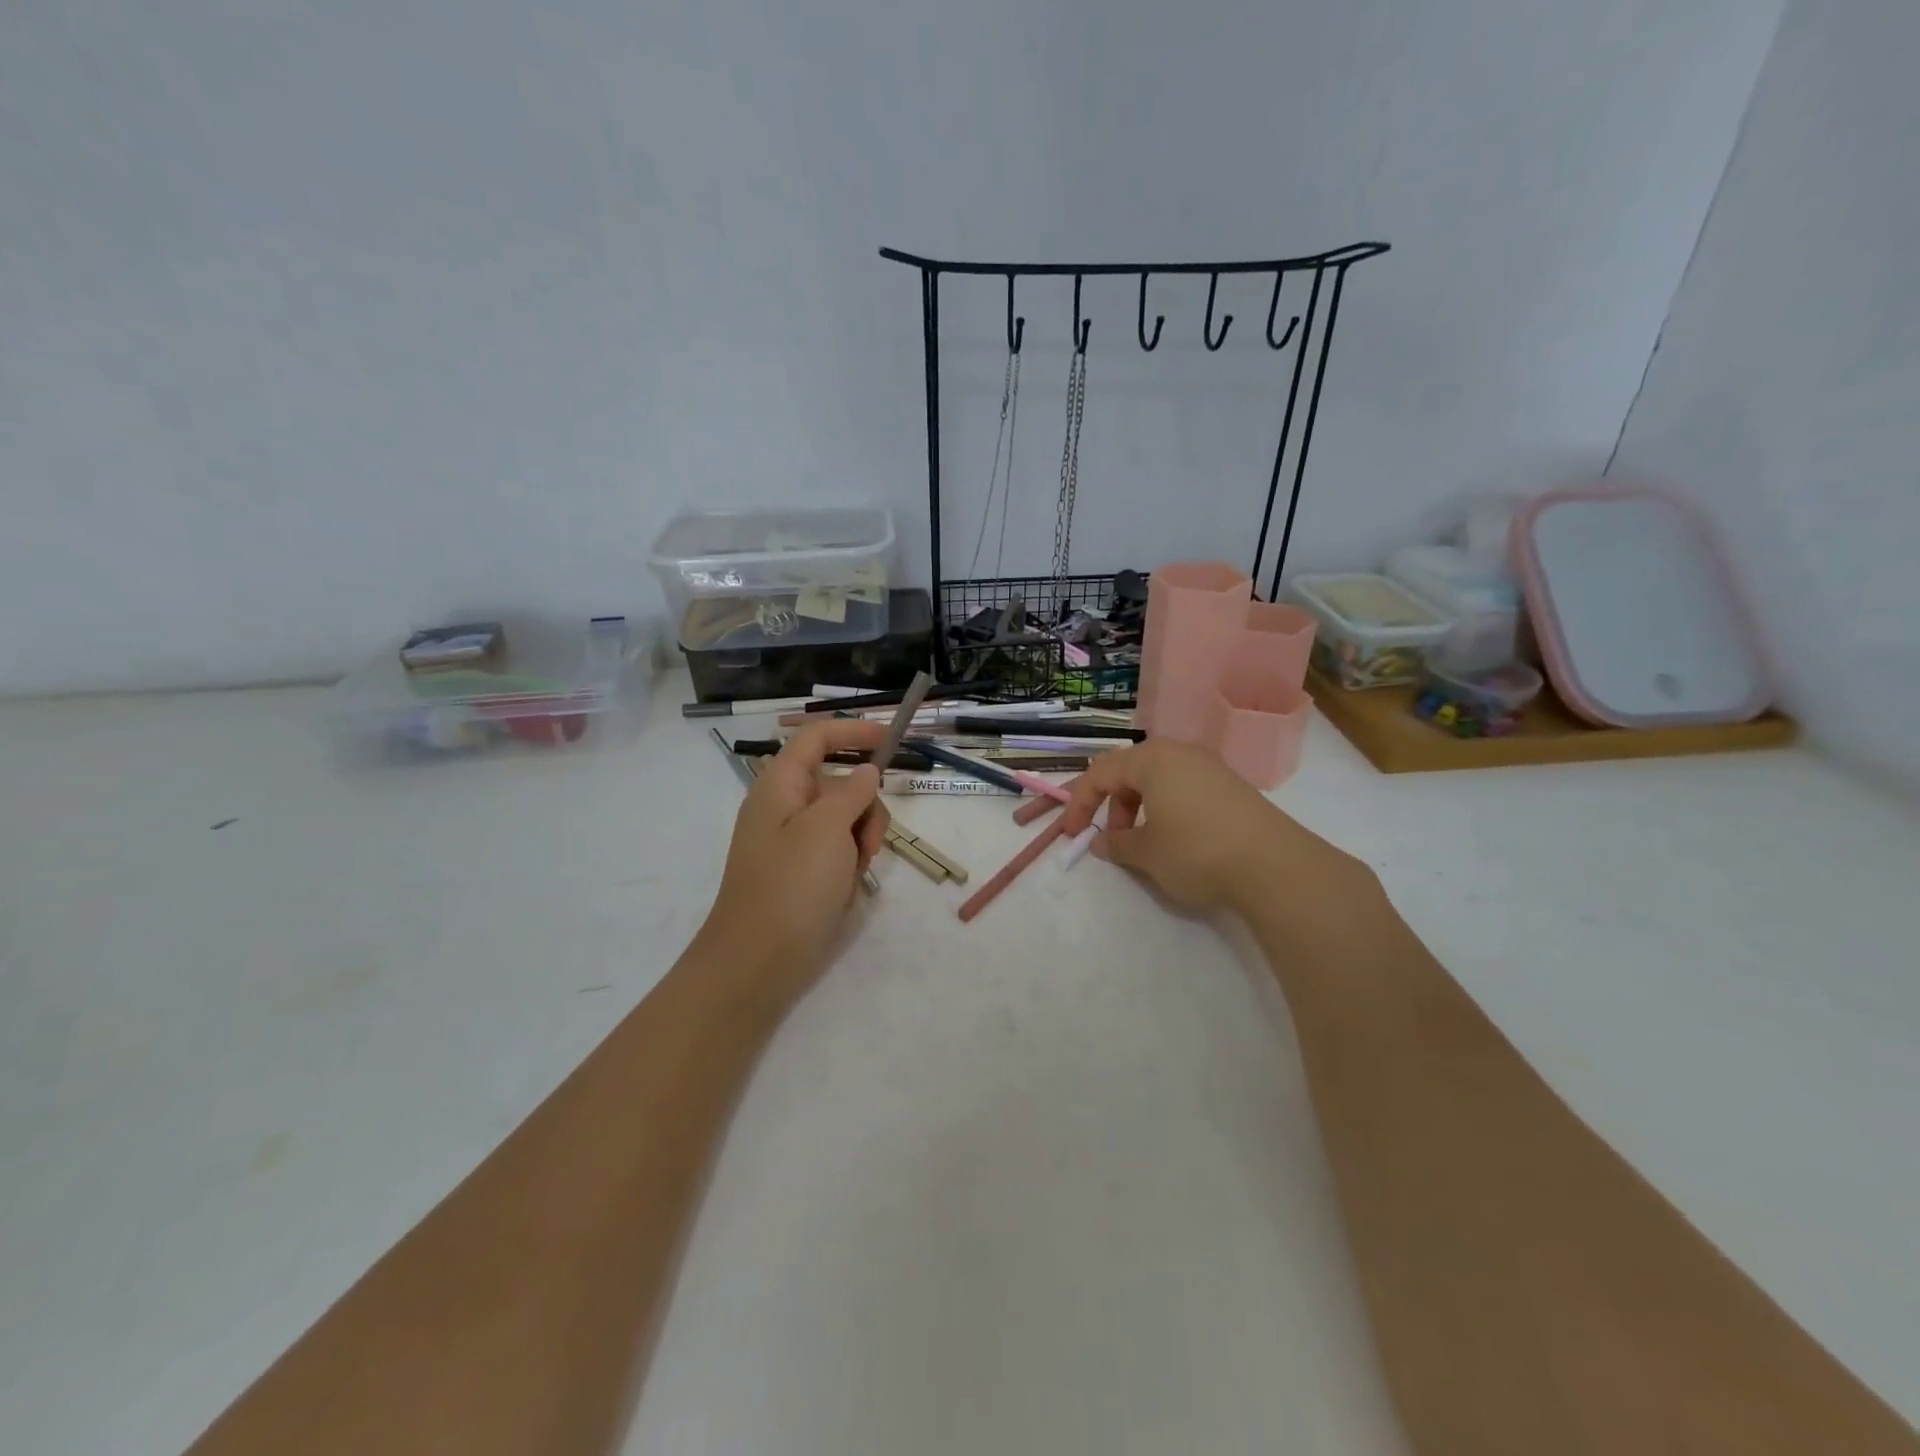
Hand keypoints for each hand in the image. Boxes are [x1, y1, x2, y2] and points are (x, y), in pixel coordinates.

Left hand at [694, 719, 890, 1013]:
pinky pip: (837, 852)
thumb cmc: (791, 886)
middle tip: (871, 841)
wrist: (756, 963)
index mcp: (780, 785)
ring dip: (861, 840)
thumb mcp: (828, 829)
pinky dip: (849, 865)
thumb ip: (852, 792)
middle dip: (865, 805)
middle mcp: (784, 806)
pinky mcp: (801, 872)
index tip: (890, 741)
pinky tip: (844, 892)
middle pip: (839, 782)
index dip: (853, 731)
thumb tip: (867, 771)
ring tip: (855, 873)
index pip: (817, 737)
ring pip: (845, 819)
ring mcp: (792, 841)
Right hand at [1059, 739, 1363, 914]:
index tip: (1072, 835)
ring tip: (1144, 843)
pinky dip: (1167, 809)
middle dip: (1112, 805)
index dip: (1079, 804)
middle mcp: (1179, 753)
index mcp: (1151, 759)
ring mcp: (1209, 767)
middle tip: (1111, 839)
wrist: (1275, 866)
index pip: (1100, 773)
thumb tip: (1100, 842)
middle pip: (1129, 771)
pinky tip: (1176, 840)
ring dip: (1140, 808)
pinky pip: (1184, 788)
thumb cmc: (1196, 851)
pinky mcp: (1231, 786)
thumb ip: (1116, 844)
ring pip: (1158, 780)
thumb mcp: (1146, 853)